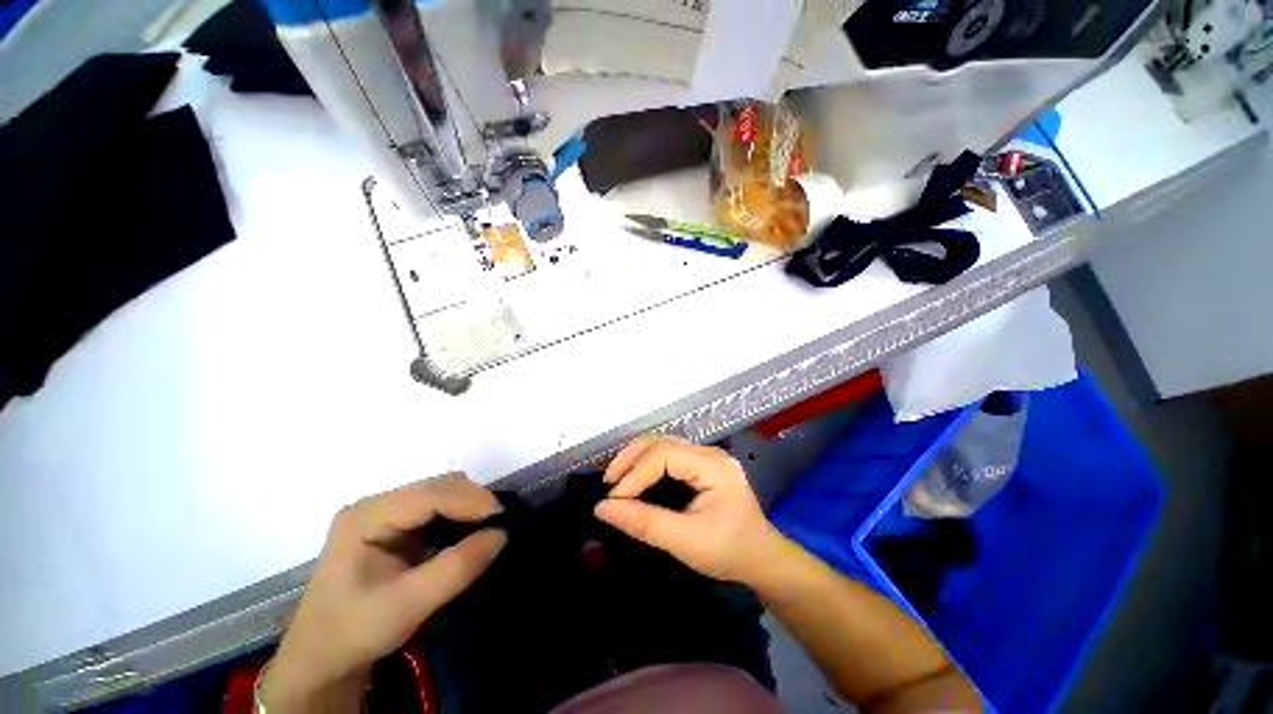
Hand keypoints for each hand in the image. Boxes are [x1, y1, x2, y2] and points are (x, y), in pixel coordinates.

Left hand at [260, 474, 506, 712]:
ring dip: (466, 506)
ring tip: (487, 526)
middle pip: (436, 488)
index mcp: (366, 516)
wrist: (321, 657)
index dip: (470, 500)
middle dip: (472, 501)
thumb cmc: (356, 630)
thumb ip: (457, 567)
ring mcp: (381, 512)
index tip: (503, 516)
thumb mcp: (409, 604)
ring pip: (438, 493)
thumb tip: (501, 534)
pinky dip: (456, 515)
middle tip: (499, 523)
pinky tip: (466, 531)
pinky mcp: (390, 524)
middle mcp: (374, 504)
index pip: (429, 495)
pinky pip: (434, 508)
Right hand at [595, 435, 786, 583]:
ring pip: (662, 444)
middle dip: (630, 460)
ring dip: (636, 460)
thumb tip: (602, 508)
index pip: (664, 454)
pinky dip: (646, 465)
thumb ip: (644, 523)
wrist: (761, 559)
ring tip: (616, 482)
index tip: (612, 500)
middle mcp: (709, 453)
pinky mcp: (701, 465)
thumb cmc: (728, 552)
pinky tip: (635, 480)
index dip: (634, 474)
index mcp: (712, 466)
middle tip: (608, 485)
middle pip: (661, 442)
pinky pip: (667, 456)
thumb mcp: (685, 542)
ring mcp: (706, 456)